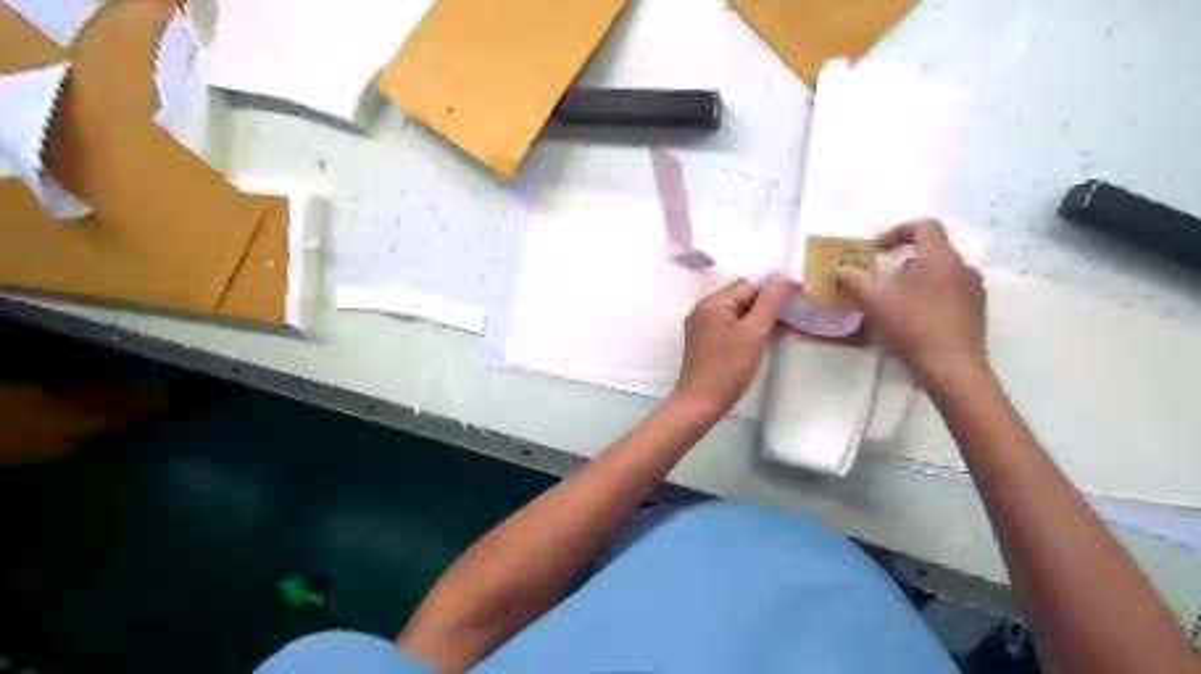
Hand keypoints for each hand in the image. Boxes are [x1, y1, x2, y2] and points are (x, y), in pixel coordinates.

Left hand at [671, 274, 796, 415]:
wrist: (700, 403)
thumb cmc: (728, 368)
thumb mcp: (753, 333)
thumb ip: (770, 303)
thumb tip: (785, 278)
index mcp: (713, 303)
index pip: (749, 284)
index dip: (776, 286)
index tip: (801, 293)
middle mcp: (705, 310)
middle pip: (743, 297)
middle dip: (771, 302)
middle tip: (800, 309)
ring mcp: (705, 327)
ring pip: (740, 313)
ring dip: (764, 317)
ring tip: (793, 323)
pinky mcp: (708, 342)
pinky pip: (734, 327)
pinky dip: (752, 329)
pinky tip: (773, 335)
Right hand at [836, 218, 984, 381]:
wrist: (952, 367)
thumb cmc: (913, 325)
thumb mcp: (875, 300)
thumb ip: (854, 279)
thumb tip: (839, 269)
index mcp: (940, 257)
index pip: (924, 225)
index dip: (897, 232)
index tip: (876, 251)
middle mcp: (962, 267)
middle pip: (930, 251)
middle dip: (901, 262)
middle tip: (880, 281)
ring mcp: (973, 291)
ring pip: (939, 274)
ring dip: (914, 281)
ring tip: (893, 303)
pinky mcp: (975, 312)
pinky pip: (948, 293)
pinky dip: (928, 297)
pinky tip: (912, 320)